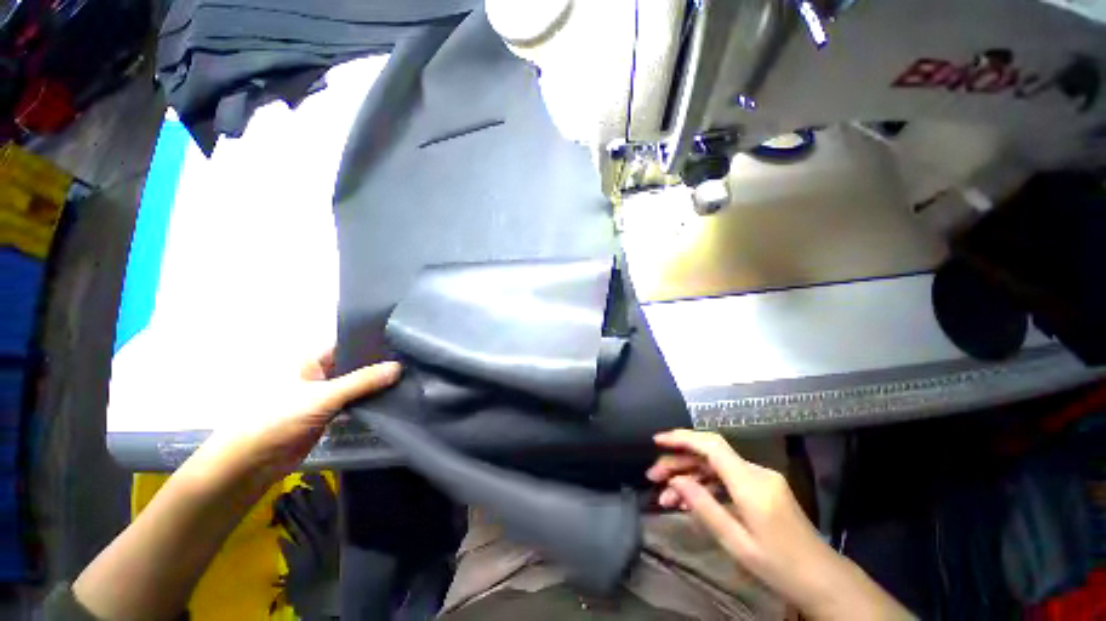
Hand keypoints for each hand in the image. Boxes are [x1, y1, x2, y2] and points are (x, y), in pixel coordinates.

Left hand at [196, 350, 401, 485]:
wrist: (253, 462)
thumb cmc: (279, 418)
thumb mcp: (323, 396)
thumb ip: (362, 381)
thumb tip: (399, 367)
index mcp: (312, 359)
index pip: (350, 344)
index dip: (376, 343)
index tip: (405, 343)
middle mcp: (320, 372)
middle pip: (357, 364)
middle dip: (381, 365)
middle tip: (413, 361)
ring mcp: (325, 394)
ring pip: (358, 384)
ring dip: (377, 384)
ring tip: (410, 377)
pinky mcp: (330, 413)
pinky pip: (355, 401)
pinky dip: (371, 400)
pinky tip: (394, 397)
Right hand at [648, 429, 911, 619]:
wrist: (824, 580)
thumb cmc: (781, 567)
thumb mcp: (738, 544)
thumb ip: (704, 508)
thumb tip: (675, 481)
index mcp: (751, 484)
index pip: (711, 446)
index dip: (682, 438)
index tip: (657, 441)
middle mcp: (756, 473)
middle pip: (709, 454)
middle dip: (678, 461)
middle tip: (653, 477)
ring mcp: (761, 479)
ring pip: (715, 466)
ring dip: (689, 475)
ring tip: (664, 494)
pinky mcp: (762, 487)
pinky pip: (727, 478)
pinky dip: (705, 485)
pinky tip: (688, 499)